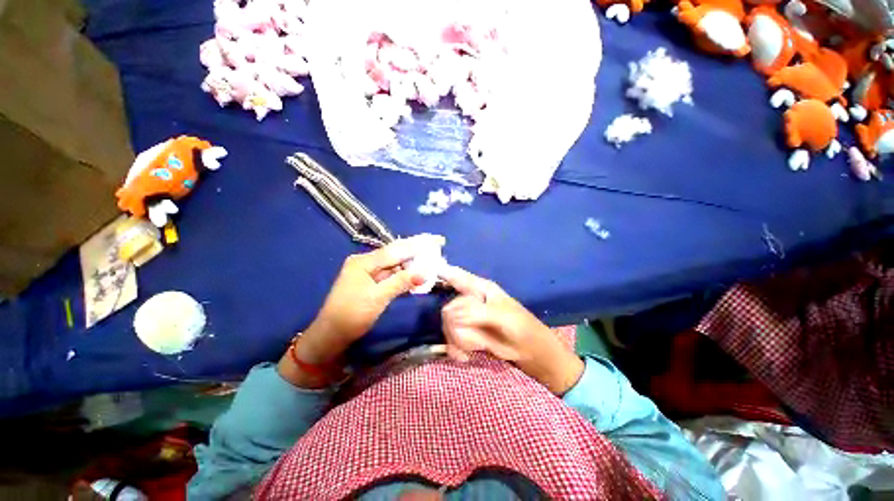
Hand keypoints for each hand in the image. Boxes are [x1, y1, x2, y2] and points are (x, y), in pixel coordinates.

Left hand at [296, 235, 442, 363]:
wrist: (331, 336)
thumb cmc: (351, 315)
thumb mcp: (377, 298)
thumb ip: (401, 282)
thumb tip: (424, 272)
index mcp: (364, 262)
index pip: (395, 250)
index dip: (416, 245)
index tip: (435, 239)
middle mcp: (366, 263)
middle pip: (395, 255)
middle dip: (416, 253)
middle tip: (436, 249)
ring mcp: (368, 273)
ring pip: (395, 265)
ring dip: (412, 265)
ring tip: (431, 262)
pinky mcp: (371, 283)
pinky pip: (391, 275)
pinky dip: (404, 276)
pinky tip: (417, 276)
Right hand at [439, 266, 584, 394]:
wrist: (531, 353)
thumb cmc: (522, 328)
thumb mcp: (503, 317)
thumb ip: (476, 313)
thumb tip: (450, 315)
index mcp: (481, 289)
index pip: (457, 276)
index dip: (441, 273)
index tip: (425, 273)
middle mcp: (471, 300)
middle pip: (449, 308)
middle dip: (455, 326)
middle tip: (470, 339)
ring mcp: (469, 318)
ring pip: (448, 325)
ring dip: (457, 340)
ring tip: (471, 350)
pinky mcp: (468, 334)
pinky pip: (451, 338)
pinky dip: (455, 348)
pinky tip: (464, 356)